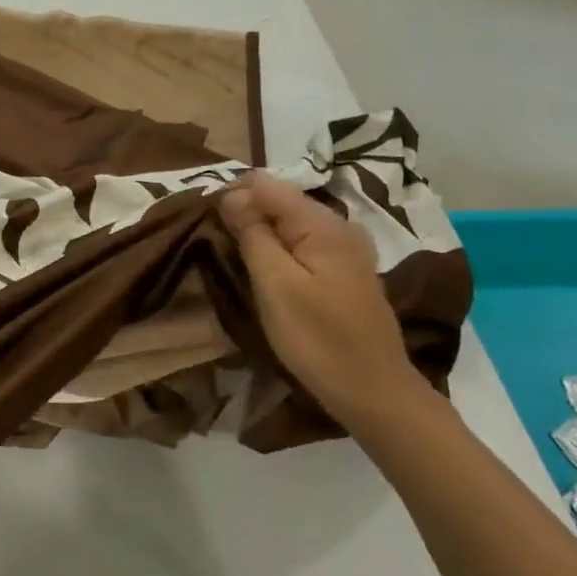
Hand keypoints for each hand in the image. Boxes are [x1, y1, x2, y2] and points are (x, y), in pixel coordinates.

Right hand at [219, 173, 431, 428]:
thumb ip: (253, 233)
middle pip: (279, 200)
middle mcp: (338, 225)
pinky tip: (262, 269)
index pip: (265, 184)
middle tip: (215, 242)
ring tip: (232, 254)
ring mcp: (345, 248)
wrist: (372, 390)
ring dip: (258, 232)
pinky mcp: (343, 270)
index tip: (204, 220)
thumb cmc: (317, 338)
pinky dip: (277, 248)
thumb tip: (233, 193)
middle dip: (244, 212)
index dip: (231, 194)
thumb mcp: (275, 284)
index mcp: (320, 224)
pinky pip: (301, 243)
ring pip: (289, 222)